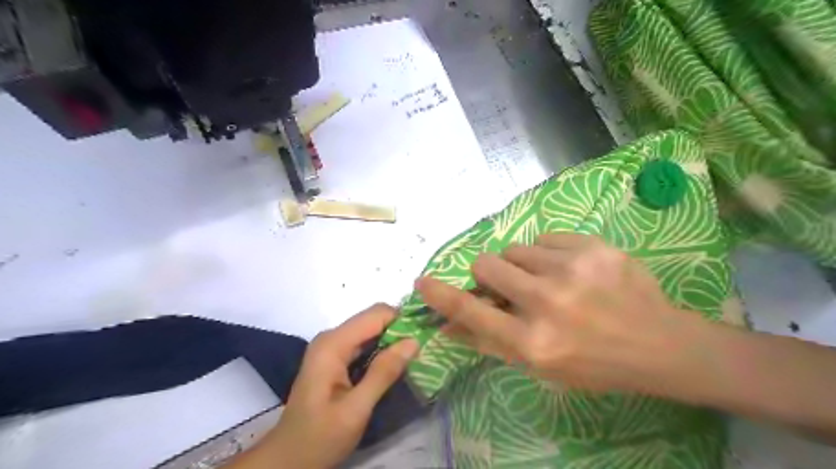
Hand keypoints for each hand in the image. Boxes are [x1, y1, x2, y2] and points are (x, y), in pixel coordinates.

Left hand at [232, 305, 417, 468]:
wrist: (288, 460)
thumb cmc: (319, 438)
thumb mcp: (355, 409)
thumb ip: (383, 373)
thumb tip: (414, 341)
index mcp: (333, 344)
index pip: (376, 314)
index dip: (403, 319)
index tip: (426, 334)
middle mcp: (331, 338)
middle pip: (373, 319)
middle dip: (400, 329)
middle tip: (424, 347)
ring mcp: (332, 347)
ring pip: (371, 330)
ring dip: (393, 340)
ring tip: (417, 354)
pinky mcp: (335, 358)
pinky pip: (364, 344)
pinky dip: (382, 349)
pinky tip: (397, 363)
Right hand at [414, 235, 706, 394]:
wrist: (660, 344)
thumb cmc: (593, 364)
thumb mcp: (538, 366)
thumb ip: (489, 342)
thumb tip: (447, 324)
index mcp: (532, 342)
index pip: (470, 310)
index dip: (440, 295)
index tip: (422, 283)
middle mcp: (547, 302)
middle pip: (486, 264)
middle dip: (488, 274)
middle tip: (509, 285)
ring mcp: (572, 269)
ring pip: (514, 249)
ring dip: (520, 265)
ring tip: (547, 280)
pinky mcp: (593, 247)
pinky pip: (544, 238)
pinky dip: (547, 253)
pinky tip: (569, 269)